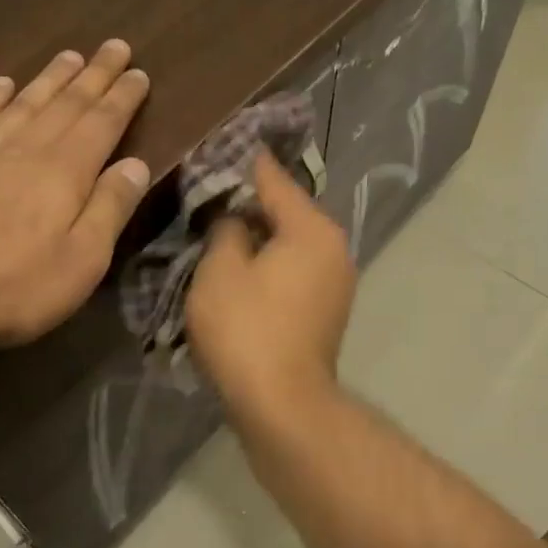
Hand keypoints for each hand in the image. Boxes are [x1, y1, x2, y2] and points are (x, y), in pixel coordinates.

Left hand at [0, 40, 151, 352]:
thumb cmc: (14, 286)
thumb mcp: (82, 260)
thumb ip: (110, 208)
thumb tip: (136, 163)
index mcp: (65, 173)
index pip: (101, 123)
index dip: (122, 97)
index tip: (138, 71)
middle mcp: (26, 149)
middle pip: (66, 104)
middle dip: (93, 75)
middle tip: (113, 46)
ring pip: (24, 103)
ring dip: (50, 79)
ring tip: (69, 56)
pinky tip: (2, 84)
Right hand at [186, 151, 355, 421]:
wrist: (282, 404)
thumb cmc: (246, 329)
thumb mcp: (220, 269)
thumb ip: (227, 229)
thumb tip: (237, 219)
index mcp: (312, 229)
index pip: (275, 179)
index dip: (246, 162)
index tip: (225, 143)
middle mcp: (334, 249)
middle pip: (287, 213)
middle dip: (251, 205)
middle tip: (210, 194)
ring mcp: (336, 284)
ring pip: (291, 245)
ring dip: (259, 240)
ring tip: (221, 233)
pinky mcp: (326, 313)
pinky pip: (294, 273)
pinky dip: (270, 267)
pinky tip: (241, 272)